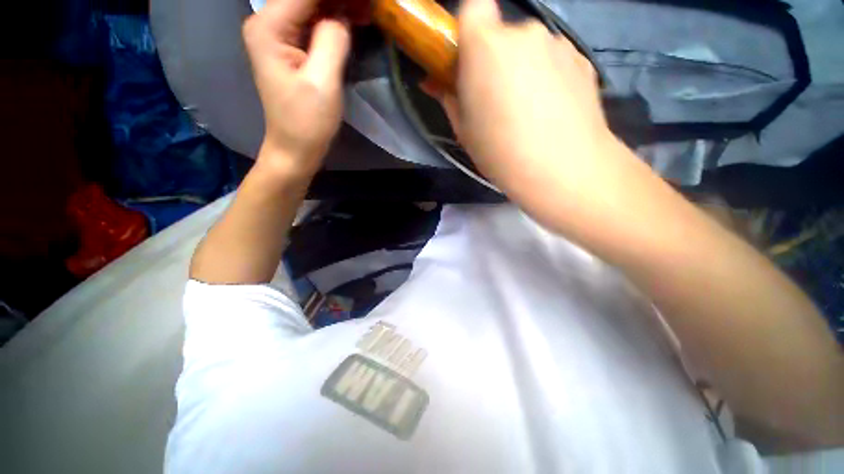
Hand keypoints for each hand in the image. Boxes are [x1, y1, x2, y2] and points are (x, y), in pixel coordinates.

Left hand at [243, 0, 350, 177]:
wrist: (295, 149)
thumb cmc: (307, 122)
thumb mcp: (323, 81)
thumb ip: (332, 39)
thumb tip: (343, 13)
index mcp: (269, 26)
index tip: (364, 2)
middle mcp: (266, 23)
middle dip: (337, 0)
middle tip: (367, 8)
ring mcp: (276, 35)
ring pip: (309, 7)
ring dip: (336, 7)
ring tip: (363, 12)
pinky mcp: (287, 48)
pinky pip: (310, 23)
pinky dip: (331, 20)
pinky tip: (349, 22)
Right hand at [428, 0, 619, 201]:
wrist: (562, 170)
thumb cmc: (501, 152)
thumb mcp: (464, 130)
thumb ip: (448, 97)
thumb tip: (434, 81)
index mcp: (486, 47)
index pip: (473, 8)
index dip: (467, 30)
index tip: (467, 61)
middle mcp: (525, 33)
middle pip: (503, 34)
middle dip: (495, 59)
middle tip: (495, 98)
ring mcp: (558, 44)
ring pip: (530, 49)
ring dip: (523, 69)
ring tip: (526, 110)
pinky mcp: (583, 60)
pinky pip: (553, 61)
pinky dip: (547, 77)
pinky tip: (550, 111)